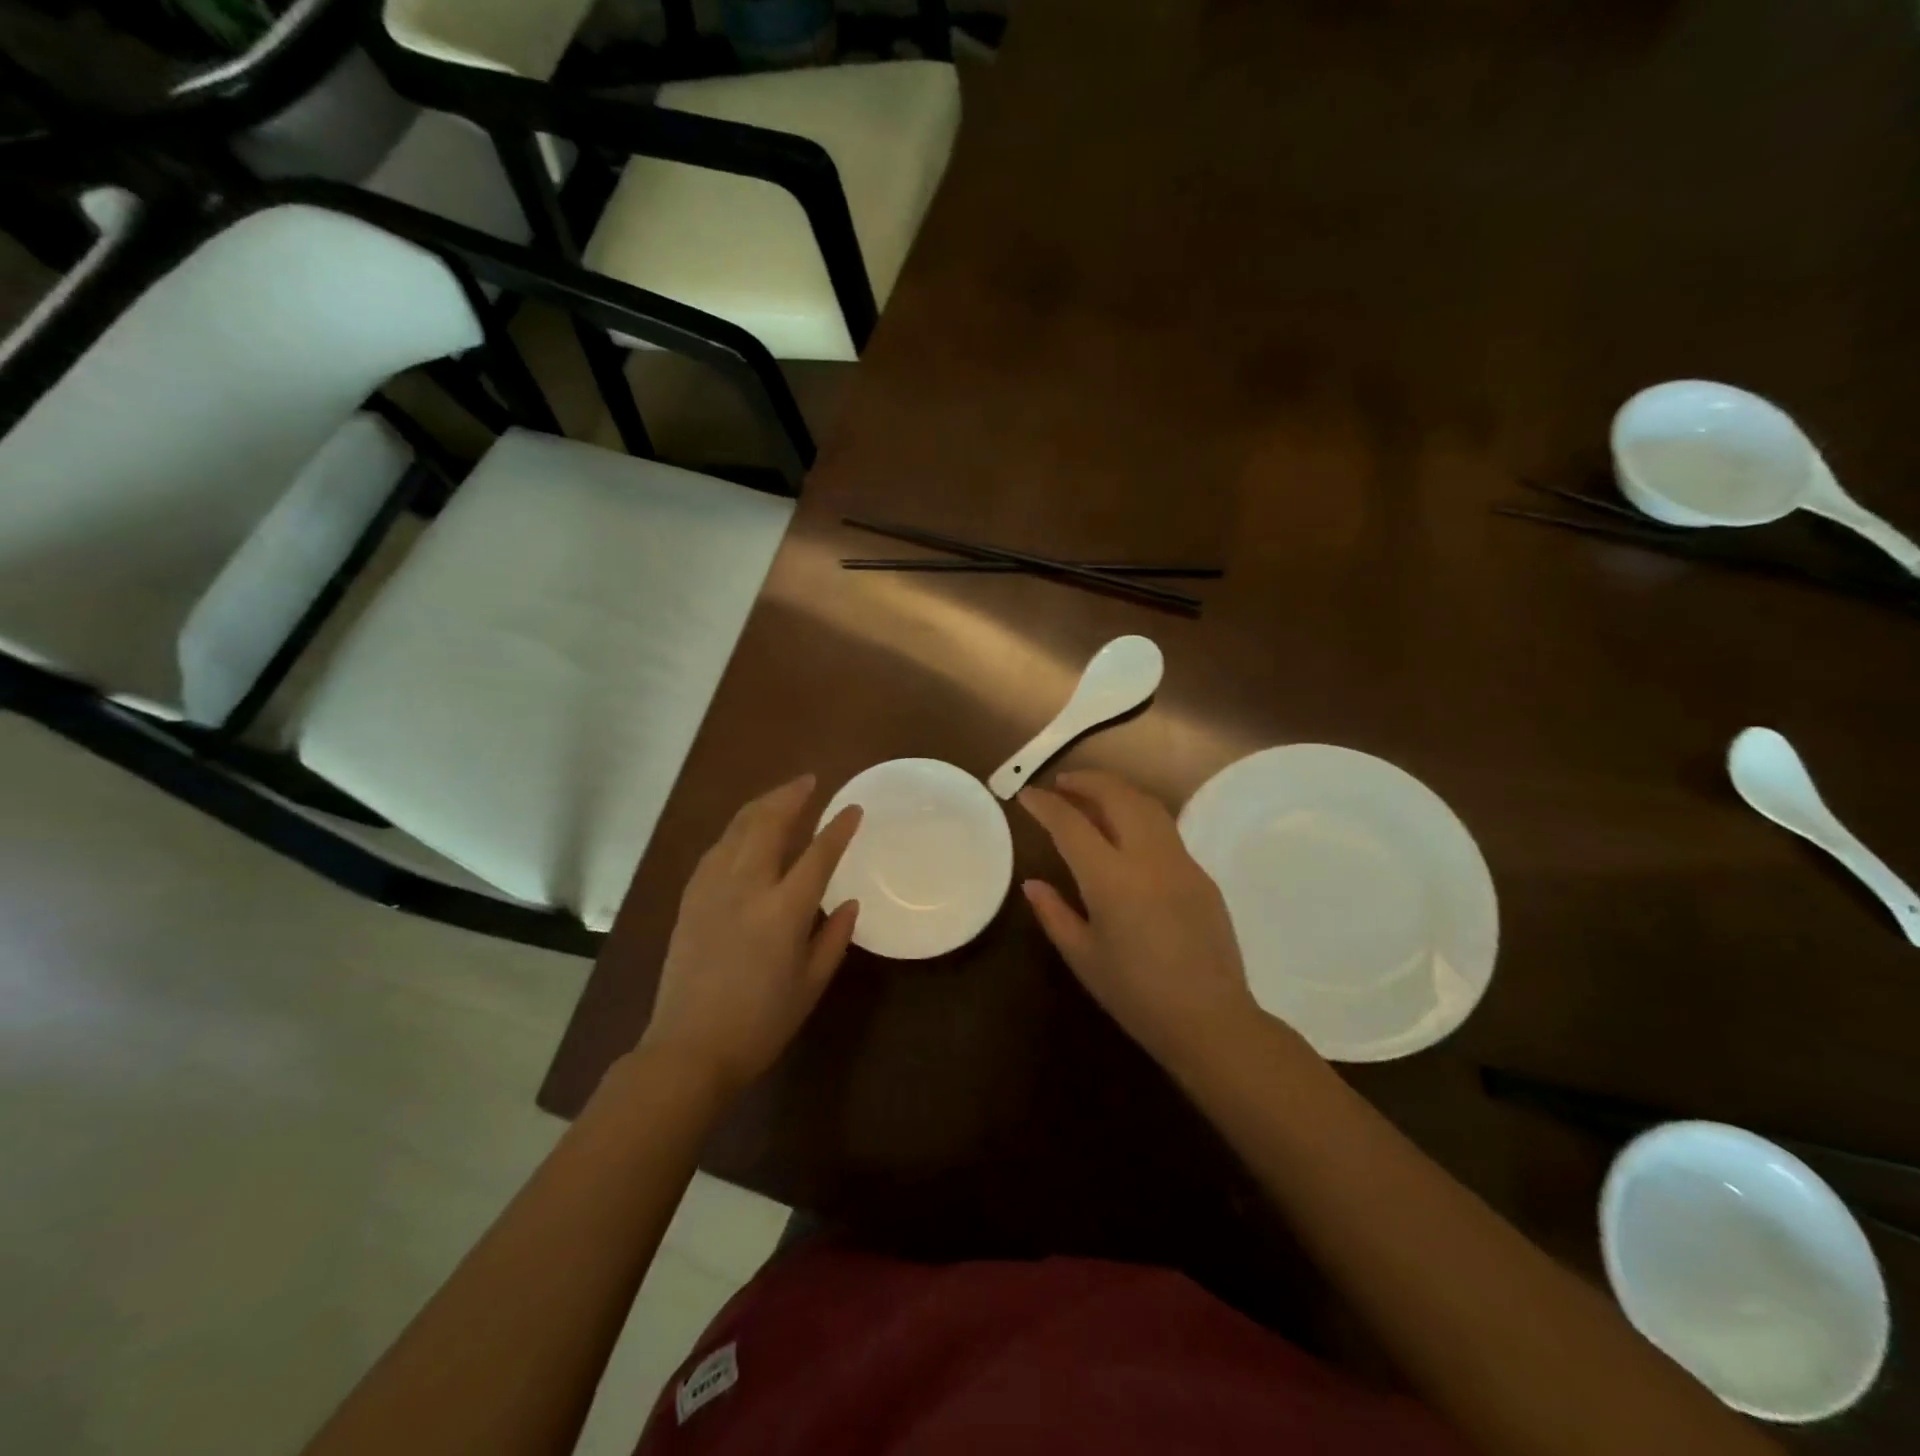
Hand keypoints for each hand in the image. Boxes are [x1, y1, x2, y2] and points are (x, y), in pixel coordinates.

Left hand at [641, 775, 861, 1098]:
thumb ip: (833, 938)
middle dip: (790, 796)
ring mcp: (712, 890)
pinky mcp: (690, 900)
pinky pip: (715, 850)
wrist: (689, 1050)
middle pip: (768, 824)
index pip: (818, 855)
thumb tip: (849, 903)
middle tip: (809, 781)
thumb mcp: (810, 985)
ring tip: (780, 796)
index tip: (853, 807)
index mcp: (783, 911)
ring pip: (736, 830)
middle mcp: (746, 889)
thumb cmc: (760, 1023)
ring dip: (761, 806)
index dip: (838, 828)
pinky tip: (743, 832)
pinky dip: (735, 832)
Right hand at [1020, 769, 1266, 1071]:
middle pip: (1117, 796)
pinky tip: (1125, 833)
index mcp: (1111, 880)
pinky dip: (1138, 815)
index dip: (1045, 805)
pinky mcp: (1201, 874)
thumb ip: (1054, 913)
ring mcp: (1180, 862)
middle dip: (1086, 781)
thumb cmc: (1136, 995)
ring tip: (1091, 796)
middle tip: (1061, 783)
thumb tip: (1032, 883)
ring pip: (1147, 805)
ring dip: (1116, 791)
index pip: (1071, 825)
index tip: (1027, 796)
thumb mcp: (1083, 956)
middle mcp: (1148, 858)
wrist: (1209, 1019)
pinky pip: (1165, 830)